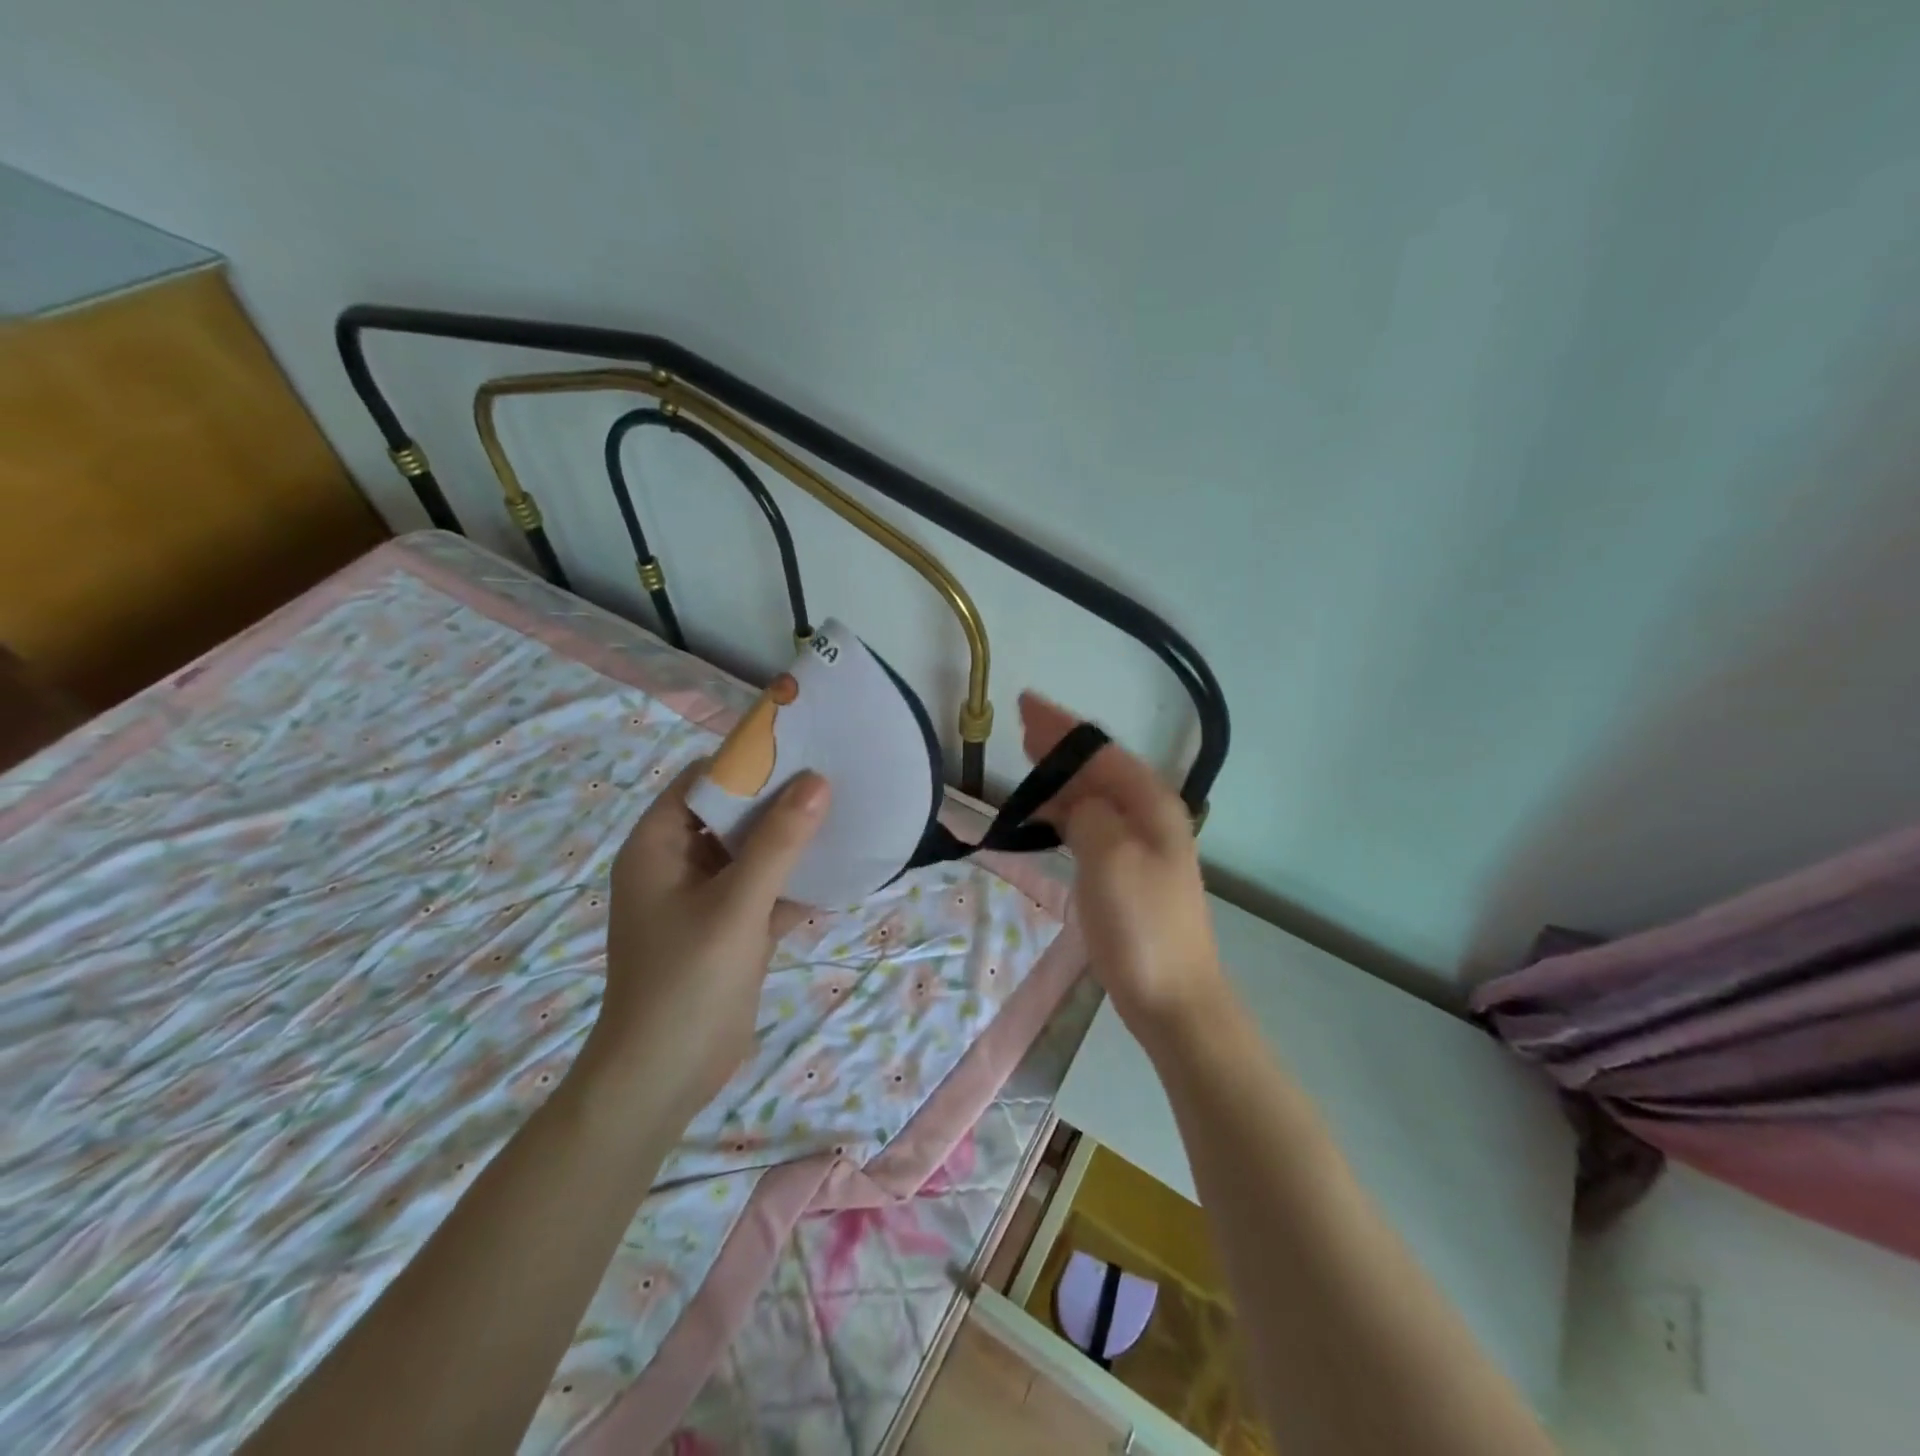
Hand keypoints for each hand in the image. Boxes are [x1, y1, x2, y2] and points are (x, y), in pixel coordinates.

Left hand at [584, 759, 829, 1118]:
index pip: (701, 781)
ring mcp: (706, 899)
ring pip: (753, 853)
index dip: (746, 762)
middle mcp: (678, 865)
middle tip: (833, 777)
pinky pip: (766, 890)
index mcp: (658, 846)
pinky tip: (840, 870)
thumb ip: (778, 842)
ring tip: (844, 812)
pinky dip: (796, 881)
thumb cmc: (686, 980)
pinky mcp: (730, 930)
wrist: (664, 1078)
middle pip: (731, 814)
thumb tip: (818, 781)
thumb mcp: (736, 905)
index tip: (799, 748)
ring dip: (792, 840)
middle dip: (778, 799)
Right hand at [1020, 693, 1229, 1050]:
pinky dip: (1065, 810)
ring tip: (1027, 759)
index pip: (1100, 751)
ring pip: (1094, 795)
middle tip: (1022, 723)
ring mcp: (1138, 846)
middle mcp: (1149, 817)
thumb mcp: (1112, 859)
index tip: (1026, 704)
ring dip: (1061, 776)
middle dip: (1061, 744)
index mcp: (1151, 805)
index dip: (1062, 727)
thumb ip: (1091, 815)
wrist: (1172, 997)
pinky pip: (1090, 824)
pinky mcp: (1124, 872)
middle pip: (1099, 768)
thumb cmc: (1142, 925)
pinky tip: (1045, 812)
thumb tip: (1076, 801)